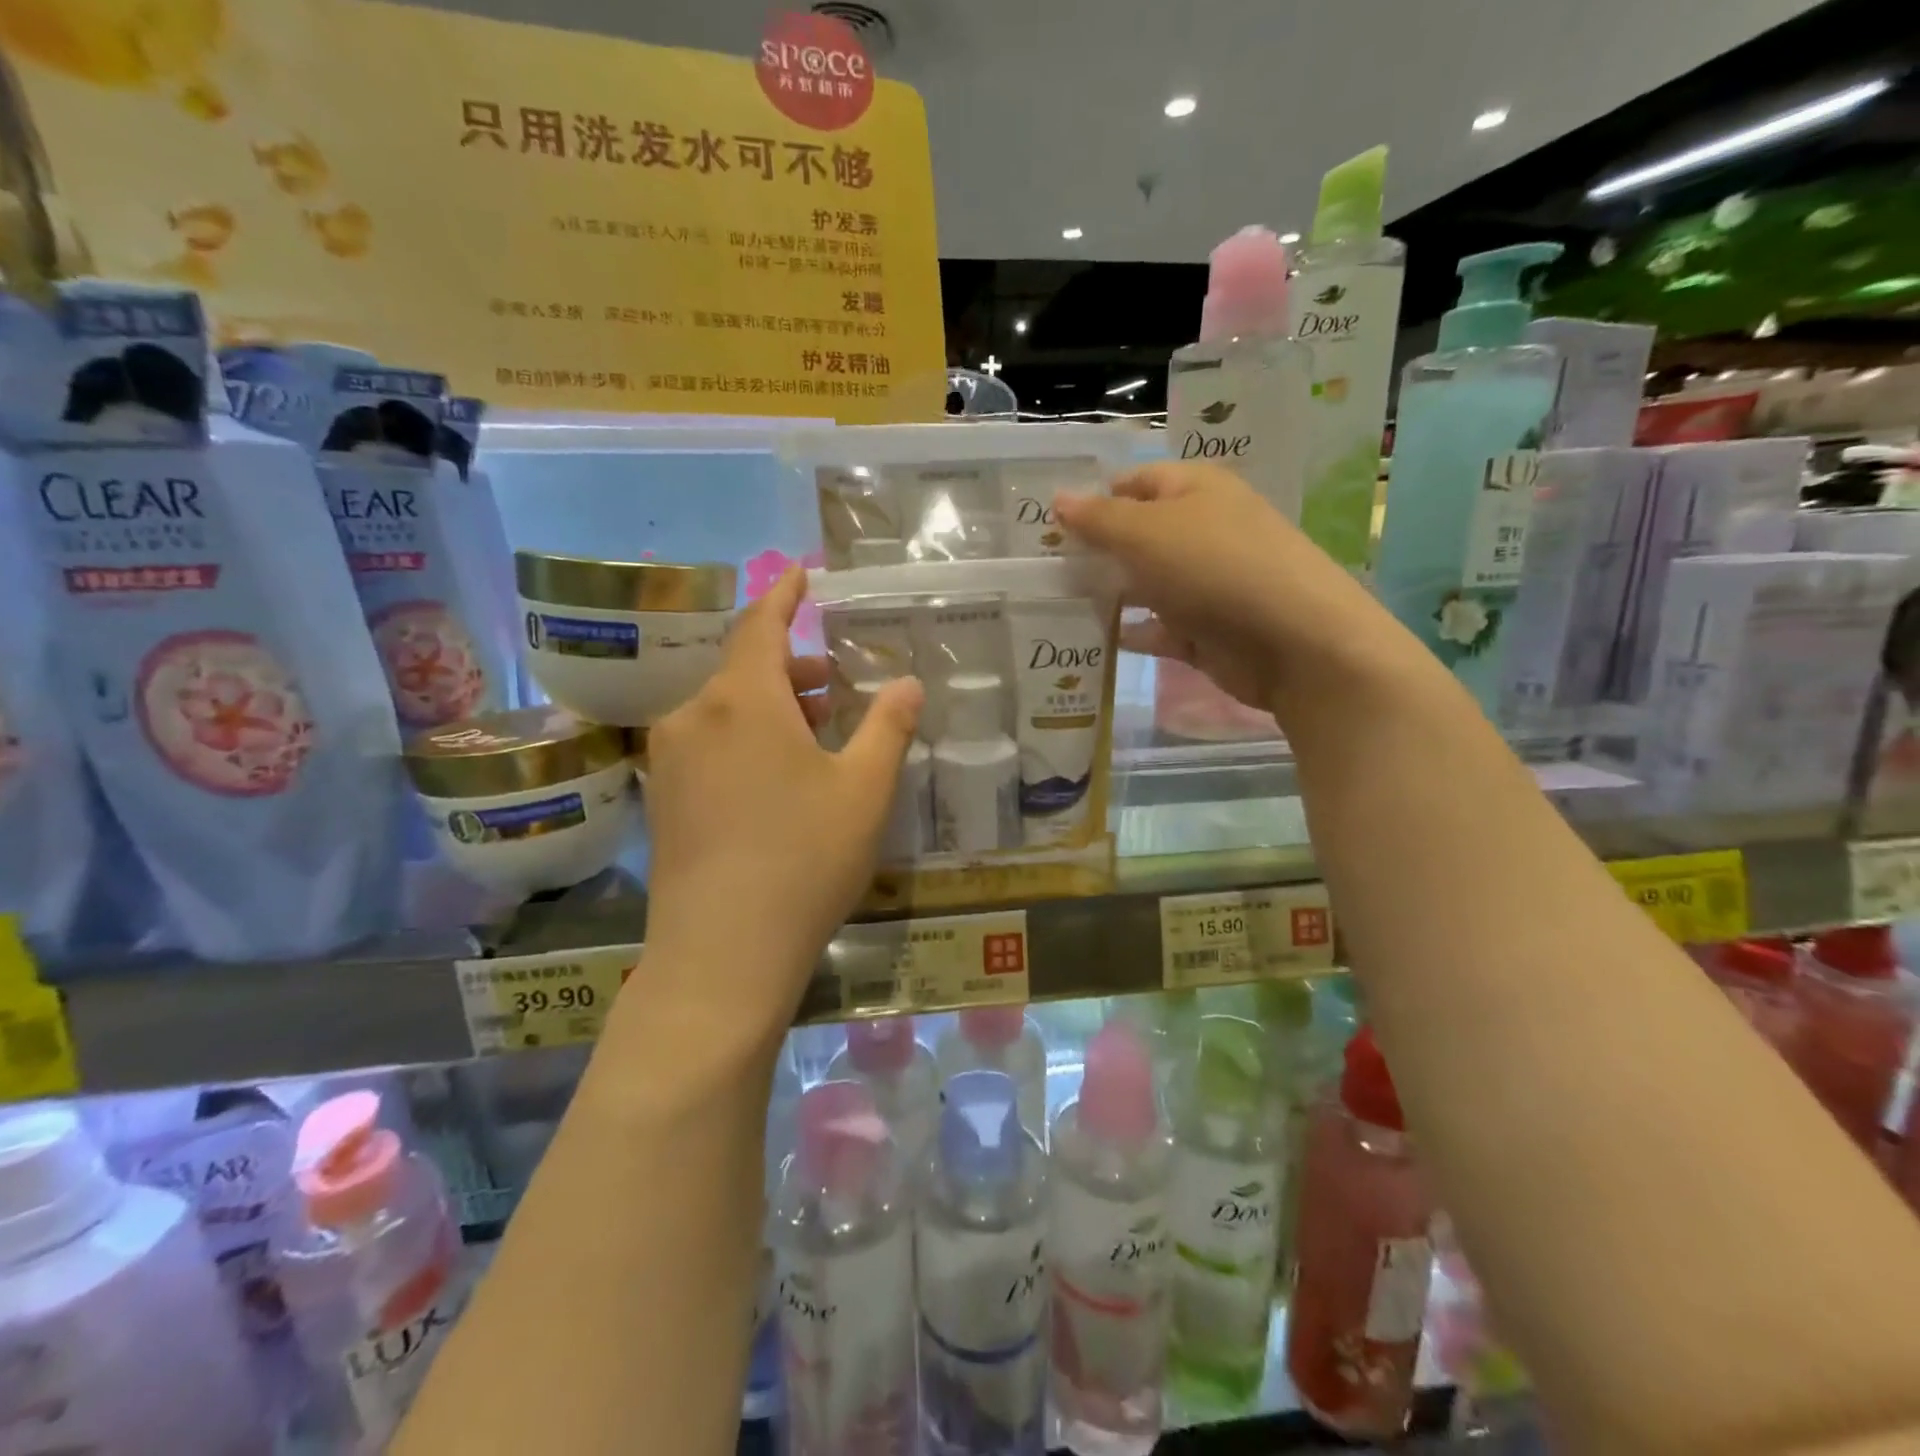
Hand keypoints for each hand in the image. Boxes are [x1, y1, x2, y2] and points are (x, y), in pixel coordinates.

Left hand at [641, 568, 922, 1035]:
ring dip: (773, 709)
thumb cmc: (804, 859)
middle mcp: (694, 717)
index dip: (785, 596)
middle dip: (794, 670)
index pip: (761, 625)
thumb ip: (888, 727)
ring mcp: (670, 761)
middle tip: (839, 685)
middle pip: (746, 672)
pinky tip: (778, 779)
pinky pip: (709, 747)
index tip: (801, 573)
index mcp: (742, 699)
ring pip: (726, 712)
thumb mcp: (864, 790)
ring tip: (819, 734)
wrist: (721, 955)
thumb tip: (908, 683)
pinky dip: (747, 741)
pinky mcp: (663, 802)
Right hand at [1055, 461, 1389, 715]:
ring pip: (1145, 583)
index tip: (1048, 526)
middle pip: (1137, 535)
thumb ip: (1098, 518)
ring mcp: (1205, 583)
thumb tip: (1058, 499)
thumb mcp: (1146, 532)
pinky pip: (1158, 628)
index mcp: (1195, 491)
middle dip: (1095, 550)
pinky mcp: (1205, 630)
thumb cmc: (1214, 568)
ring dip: (1108, 593)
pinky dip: (1130, 632)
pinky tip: (1093, 639)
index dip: (1094, 499)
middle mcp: (1201, 531)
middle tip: (1042, 569)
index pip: (1135, 483)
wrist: (1292, 641)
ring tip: (1055, 604)